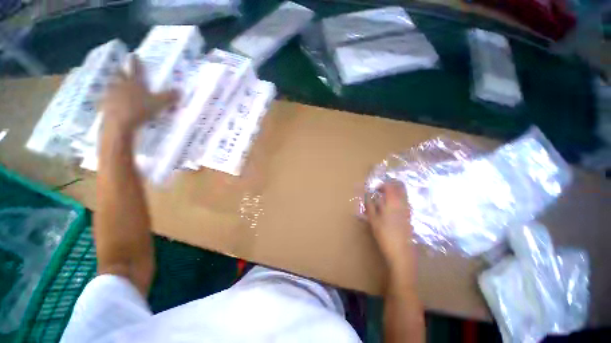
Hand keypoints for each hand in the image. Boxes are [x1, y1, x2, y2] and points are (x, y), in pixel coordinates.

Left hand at [100, 54, 177, 131]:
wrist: (118, 126)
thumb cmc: (139, 111)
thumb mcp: (158, 104)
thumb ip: (169, 97)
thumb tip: (181, 91)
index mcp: (134, 81)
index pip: (136, 66)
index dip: (135, 61)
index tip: (134, 54)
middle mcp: (121, 85)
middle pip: (119, 74)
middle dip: (120, 71)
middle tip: (119, 69)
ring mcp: (111, 97)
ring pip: (109, 87)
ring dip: (110, 85)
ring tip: (110, 86)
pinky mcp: (104, 109)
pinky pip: (102, 104)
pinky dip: (103, 103)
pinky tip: (103, 105)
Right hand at [365, 181, 415, 272]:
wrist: (401, 249)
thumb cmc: (385, 235)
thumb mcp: (374, 221)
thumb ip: (370, 207)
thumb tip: (366, 196)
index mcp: (393, 201)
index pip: (389, 185)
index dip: (381, 185)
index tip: (374, 191)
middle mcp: (403, 202)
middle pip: (400, 186)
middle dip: (391, 186)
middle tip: (382, 192)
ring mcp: (408, 209)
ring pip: (403, 194)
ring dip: (395, 194)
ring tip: (385, 202)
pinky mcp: (410, 216)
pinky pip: (405, 203)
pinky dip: (398, 202)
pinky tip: (391, 211)